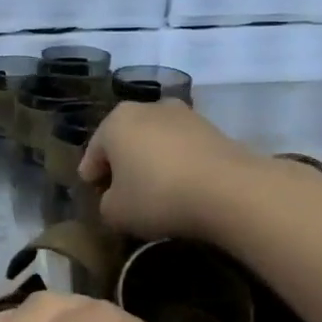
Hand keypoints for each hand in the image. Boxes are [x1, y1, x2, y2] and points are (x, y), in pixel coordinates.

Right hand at [79, 100, 263, 239]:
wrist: (230, 190)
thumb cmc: (158, 196)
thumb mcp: (116, 212)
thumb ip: (106, 204)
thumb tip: (116, 199)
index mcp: (114, 122)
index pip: (93, 152)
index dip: (91, 176)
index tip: (95, 194)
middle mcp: (146, 108)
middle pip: (125, 140)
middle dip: (122, 164)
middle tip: (123, 192)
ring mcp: (183, 115)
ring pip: (156, 141)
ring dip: (152, 161)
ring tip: (157, 190)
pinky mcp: (213, 128)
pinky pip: (183, 148)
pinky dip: (179, 164)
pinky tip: (183, 187)